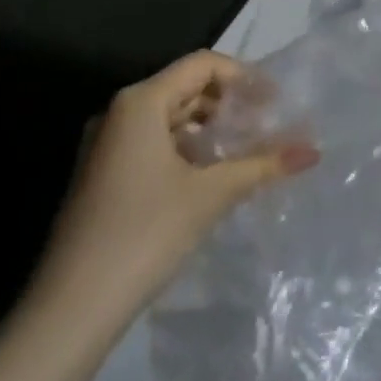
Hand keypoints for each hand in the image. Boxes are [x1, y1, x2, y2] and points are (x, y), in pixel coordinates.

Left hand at [30, 52, 318, 330]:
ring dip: (208, 128)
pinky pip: (152, 143)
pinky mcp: (101, 177)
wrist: (67, 315)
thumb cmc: (144, 235)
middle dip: (228, 103)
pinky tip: (208, 179)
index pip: (203, 65)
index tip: (275, 103)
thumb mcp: (211, 195)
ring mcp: (105, 146)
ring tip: (242, 153)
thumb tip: (313, 152)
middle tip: (264, 127)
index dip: (244, 77)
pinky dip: (185, 149)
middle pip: (185, 87)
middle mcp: (119, 112)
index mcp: (141, 101)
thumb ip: (262, 165)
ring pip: (169, 117)